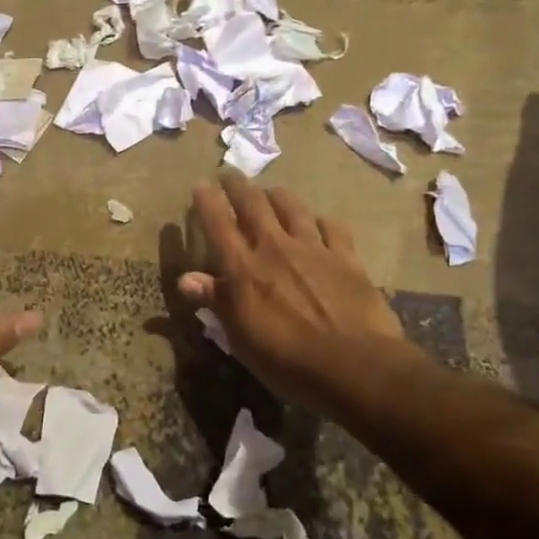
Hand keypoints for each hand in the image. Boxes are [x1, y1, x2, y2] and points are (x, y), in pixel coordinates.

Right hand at [177, 171, 425, 415]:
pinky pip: (332, 227)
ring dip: (277, 195)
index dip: (206, 202)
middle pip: (253, 204)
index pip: (218, 224)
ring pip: (292, 207)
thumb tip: (185, 279)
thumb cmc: (286, 359)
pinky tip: (320, 221)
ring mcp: (313, 249)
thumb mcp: (240, 338)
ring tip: (271, 191)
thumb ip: (216, 301)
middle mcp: (275, 248)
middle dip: (238, 186)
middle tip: (230, 174)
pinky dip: (321, 220)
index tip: (200, 185)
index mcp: (244, 268)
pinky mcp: (347, 258)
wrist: (354, 365)